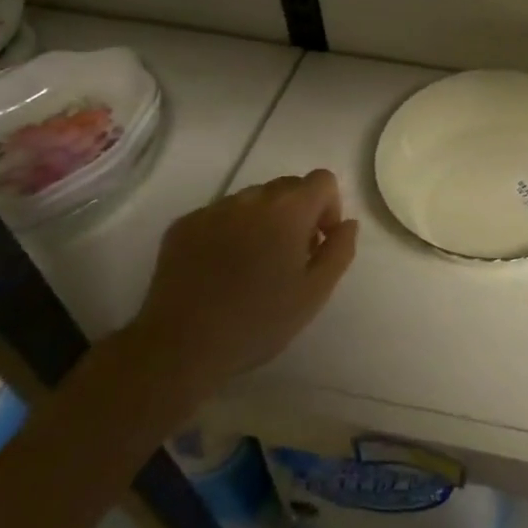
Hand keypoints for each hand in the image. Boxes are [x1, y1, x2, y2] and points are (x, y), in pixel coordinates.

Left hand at [113, 170, 358, 424]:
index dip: (329, 207)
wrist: (180, 346)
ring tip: (251, 266)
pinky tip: (220, 270)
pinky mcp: (183, 225)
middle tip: (289, 257)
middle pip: (287, 186)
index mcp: (289, 209)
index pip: (323, 180)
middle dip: (297, 213)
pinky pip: (219, 216)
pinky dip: (229, 232)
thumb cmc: (258, 321)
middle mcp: (252, 197)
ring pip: (252, 201)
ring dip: (262, 221)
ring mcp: (213, 209)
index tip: (318, 243)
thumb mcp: (315, 293)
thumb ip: (340, 250)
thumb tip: (347, 223)